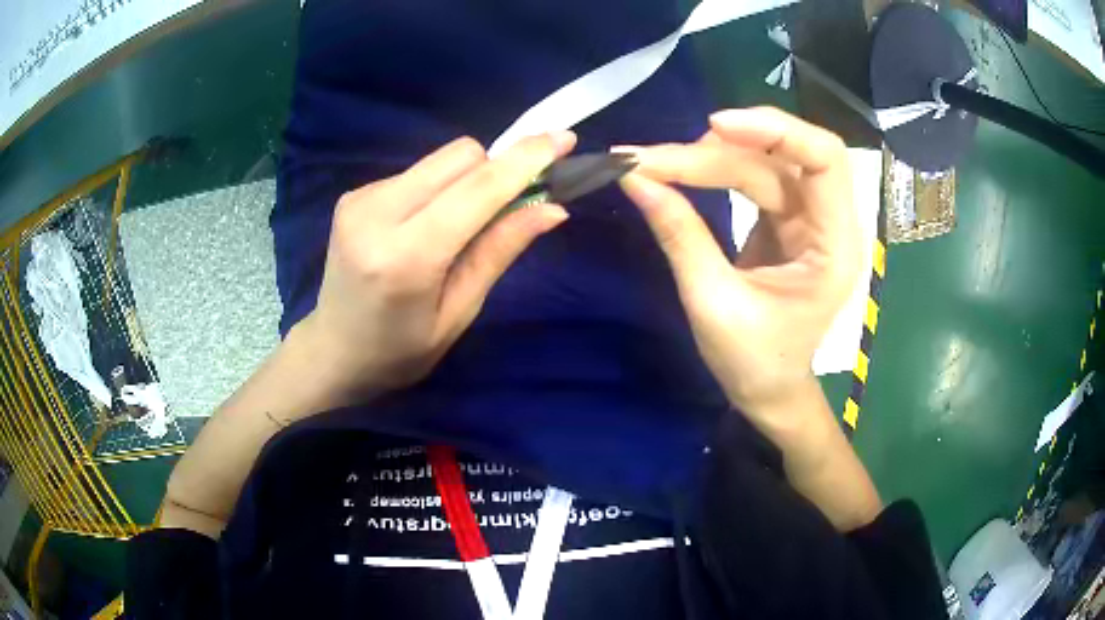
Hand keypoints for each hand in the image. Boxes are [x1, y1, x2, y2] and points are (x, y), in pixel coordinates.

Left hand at [296, 132, 575, 403]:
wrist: (334, 352)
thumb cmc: (402, 350)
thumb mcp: (460, 311)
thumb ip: (500, 250)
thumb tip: (552, 209)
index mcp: (406, 257)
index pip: (477, 189)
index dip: (525, 160)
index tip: (562, 139)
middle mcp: (377, 214)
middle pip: (460, 156)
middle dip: (494, 172)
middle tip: (505, 208)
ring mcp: (359, 199)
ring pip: (440, 160)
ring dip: (465, 182)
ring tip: (454, 227)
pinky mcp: (353, 194)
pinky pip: (417, 172)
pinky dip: (436, 190)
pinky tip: (423, 226)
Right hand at [619, 107, 859, 414]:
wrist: (769, 391)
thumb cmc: (754, 362)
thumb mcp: (713, 303)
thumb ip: (679, 236)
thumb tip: (633, 179)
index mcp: (834, 246)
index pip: (824, 159)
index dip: (775, 130)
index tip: (714, 126)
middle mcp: (829, 222)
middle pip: (782, 157)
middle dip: (718, 151)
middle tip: (653, 159)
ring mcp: (808, 219)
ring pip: (764, 163)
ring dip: (711, 157)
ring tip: (657, 164)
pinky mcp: (787, 221)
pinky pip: (755, 178)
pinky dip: (716, 170)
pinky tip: (683, 171)